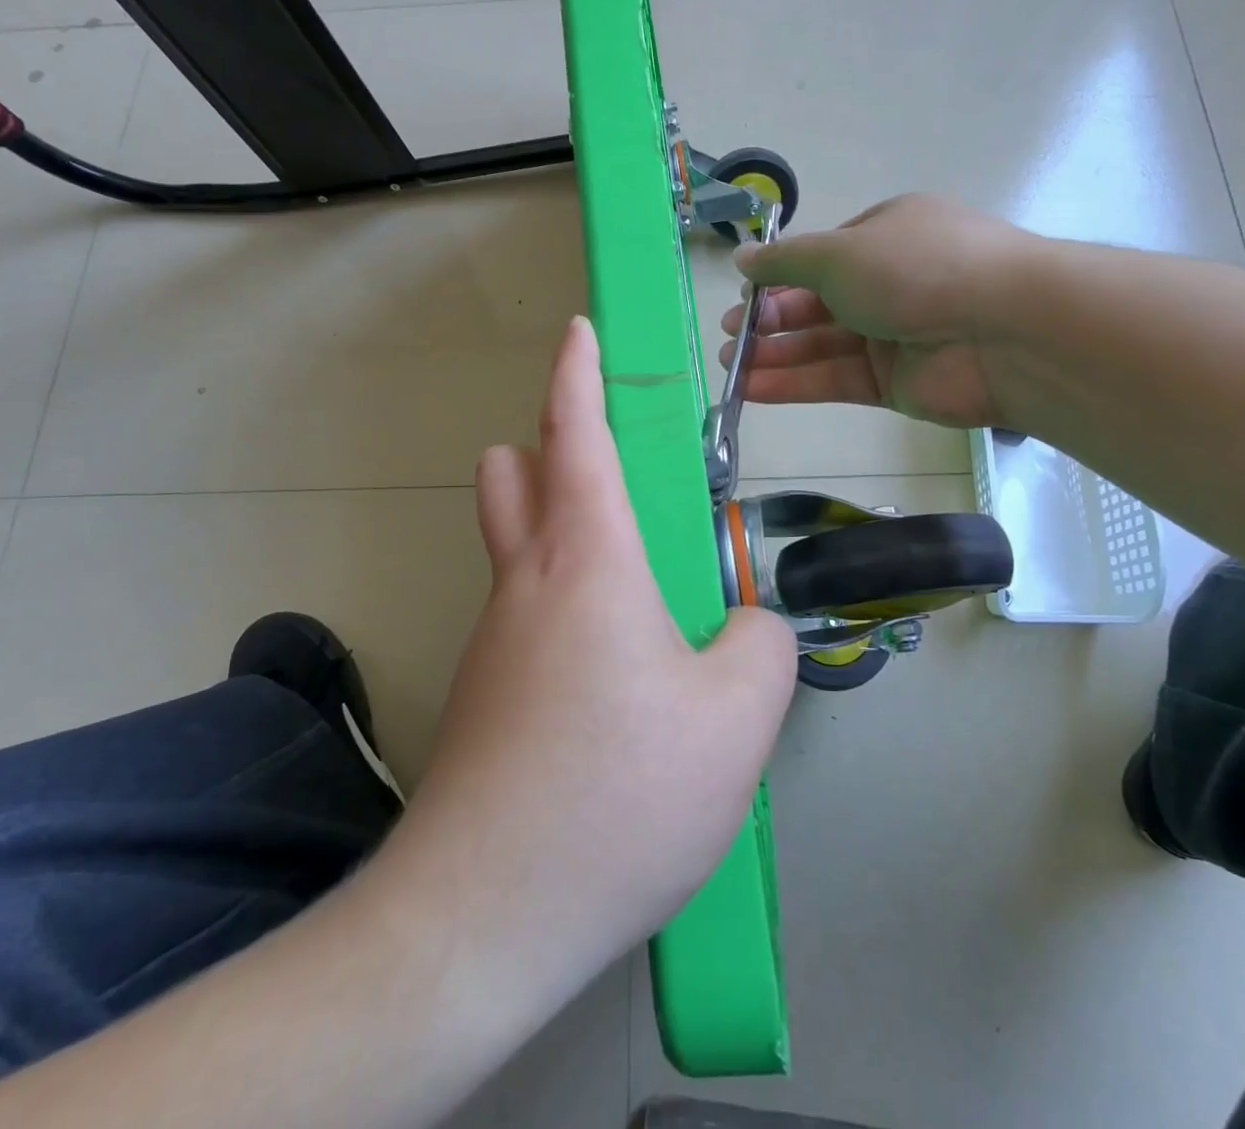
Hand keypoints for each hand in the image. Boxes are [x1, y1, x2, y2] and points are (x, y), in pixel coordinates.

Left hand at [401, 317, 797, 994]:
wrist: (485, 913)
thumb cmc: (620, 791)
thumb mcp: (736, 717)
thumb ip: (760, 646)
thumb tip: (744, 627)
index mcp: (587, 559)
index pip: (574, 433)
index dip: (577, 372)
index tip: (579, 331)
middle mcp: (527, 581)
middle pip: (515, 475)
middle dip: (550, 448)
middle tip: (615, 474)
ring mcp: (495, 639)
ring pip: (518, 547)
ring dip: (562, 532)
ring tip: (640, 593)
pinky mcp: (485, 692)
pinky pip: (527, 616)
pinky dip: (566, 609)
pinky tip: (614, 681)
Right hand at [722, 193, 1042, 429]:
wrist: (1003, 331)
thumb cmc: (916, 269)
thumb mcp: (839, 252)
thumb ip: (786, 262)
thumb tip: (743, 258)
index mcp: (885, 236)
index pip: (821, 258)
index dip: (778, 278)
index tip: (743, 296)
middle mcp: (889, 283)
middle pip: (817, 304)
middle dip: (770, 321)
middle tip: (729, 337)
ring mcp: (892, 335)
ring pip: (821, 345)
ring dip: (774, 355)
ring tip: (730, 366)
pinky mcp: (894, 383)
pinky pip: (835, 380)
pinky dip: (794, 384)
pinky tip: (752, 390)